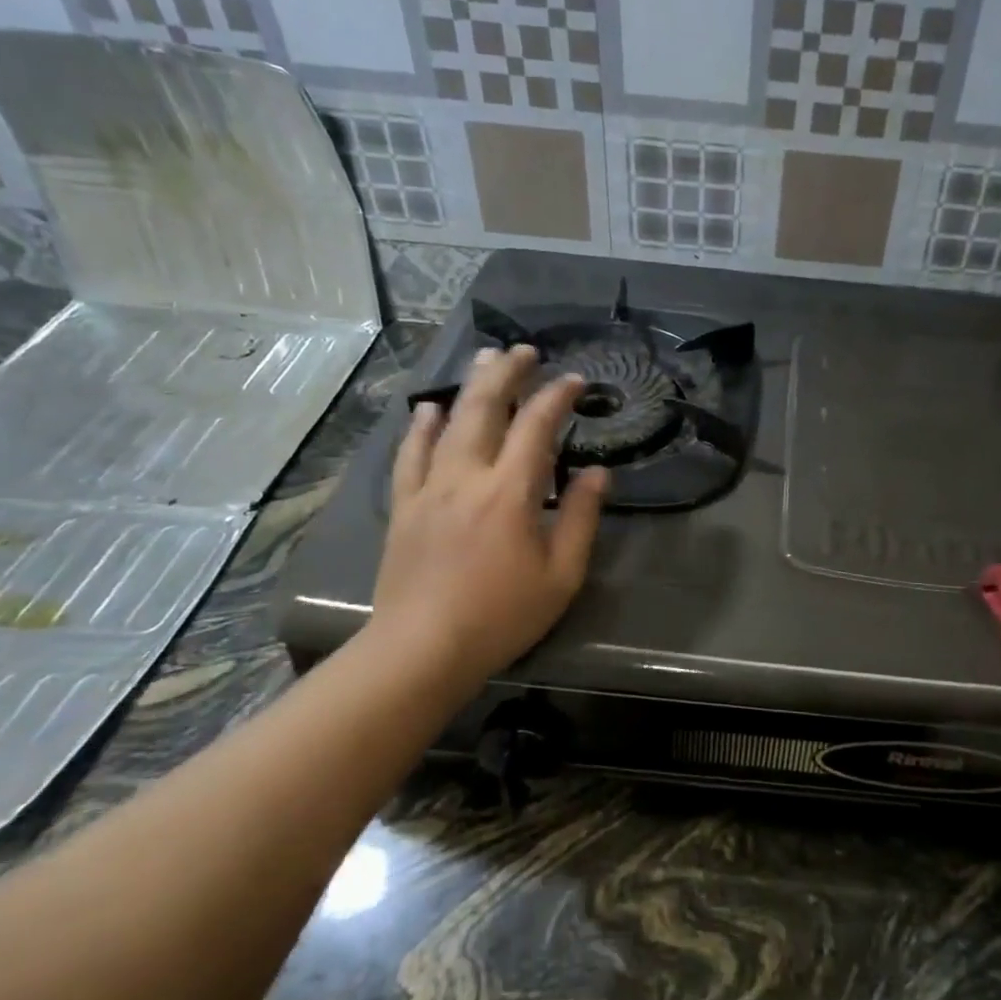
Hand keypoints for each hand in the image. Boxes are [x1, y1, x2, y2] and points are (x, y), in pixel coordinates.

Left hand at [367, 344, 606, 689]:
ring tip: (483, 360)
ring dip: (468, 387)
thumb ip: (580, 518)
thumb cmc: (502, 616)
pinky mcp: (404, 506)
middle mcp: (467, 476)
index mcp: (510, 492)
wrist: (422, 649)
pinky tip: (427, 410)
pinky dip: (420, 427)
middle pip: (485, 408)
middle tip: (524, 350)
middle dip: (507, 372)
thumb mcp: (561, 574)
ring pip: (448, 422)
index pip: (537, 426)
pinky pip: (410, 454)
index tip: (575, 380)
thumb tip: (596, 474)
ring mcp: (429, 488)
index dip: (557, 396)